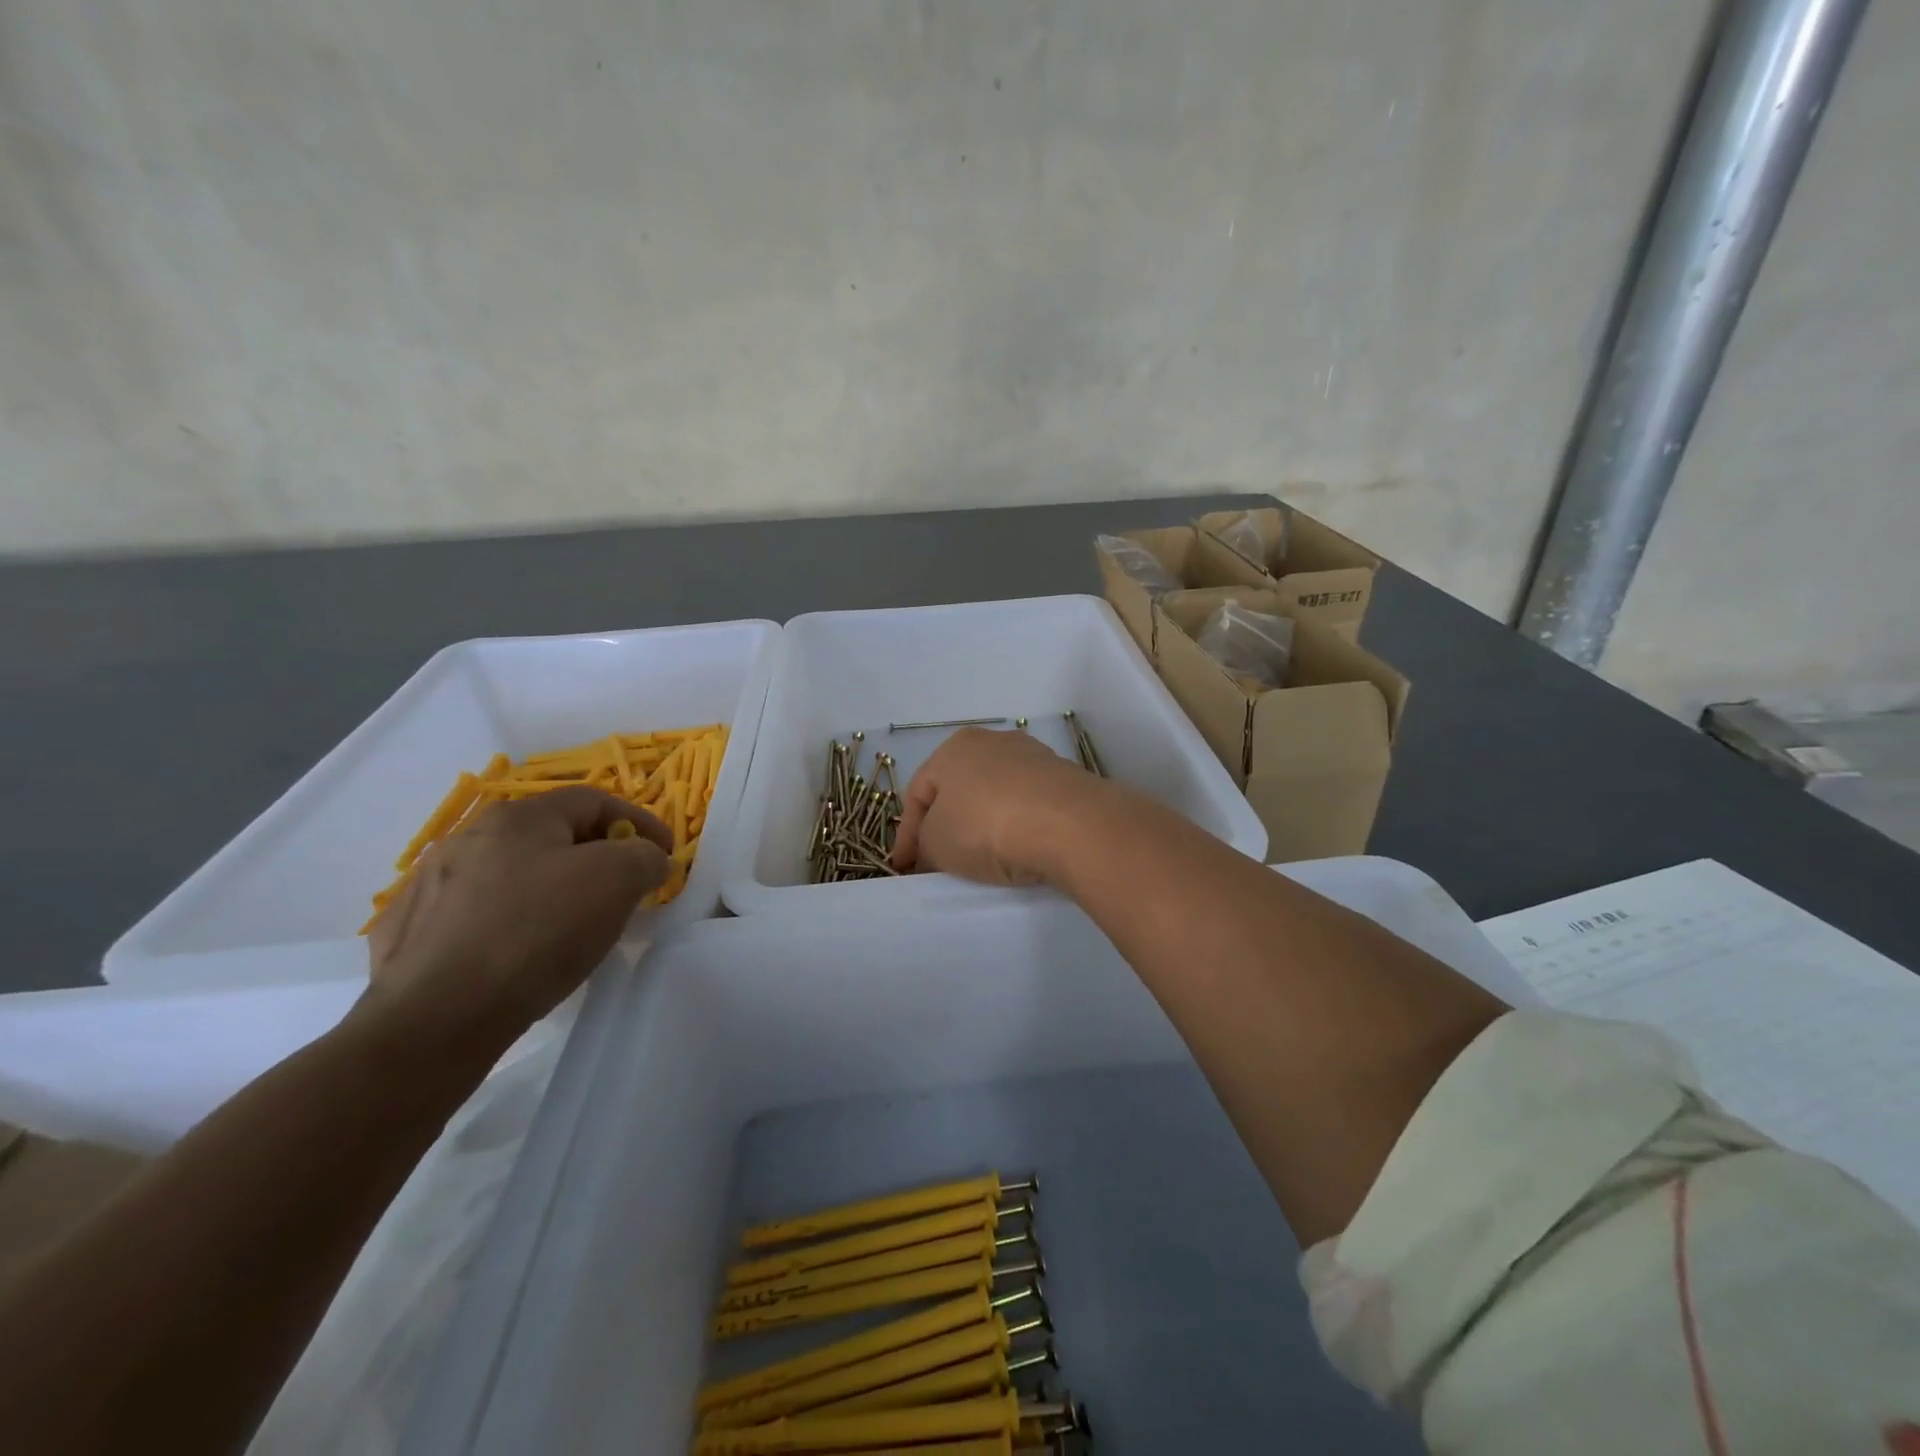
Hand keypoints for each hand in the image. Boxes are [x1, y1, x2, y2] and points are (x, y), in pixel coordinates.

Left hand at [364, 787, 671, 1037]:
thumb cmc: (538, 933)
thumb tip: (645, 859)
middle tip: (624, 889)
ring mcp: (429, 884)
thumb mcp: (618, 881)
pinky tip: (514, 952)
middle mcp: (467, 837)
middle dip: (595, 856)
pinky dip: (504, 921)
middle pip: (550, 835)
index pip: (595, 800)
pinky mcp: (407, 933)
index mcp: (519, 817)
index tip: (665, 855)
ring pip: (509, 874)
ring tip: (570, 925)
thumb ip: (644, 856)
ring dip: (548, 888)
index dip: (639, 822)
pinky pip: (471, 914)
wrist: (435, 1019)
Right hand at [891, 727, 1104, 885]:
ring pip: (996, 798)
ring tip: (982, 862)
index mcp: (954, 747)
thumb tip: (932, 853)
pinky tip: (1018, 853)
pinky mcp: (1066, 781)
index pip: (918, 792)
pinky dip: (1017, 829)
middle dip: (947, 827)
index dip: (906, 835)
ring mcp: (1035, 759)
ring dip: (984, 827)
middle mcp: (994, 742)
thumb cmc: (986, 825)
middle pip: (959, 791)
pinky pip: (1028, 808)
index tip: (904, 868)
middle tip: (939, 864)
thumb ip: (925, 846)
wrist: (1069, 825)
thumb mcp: (936, 843)